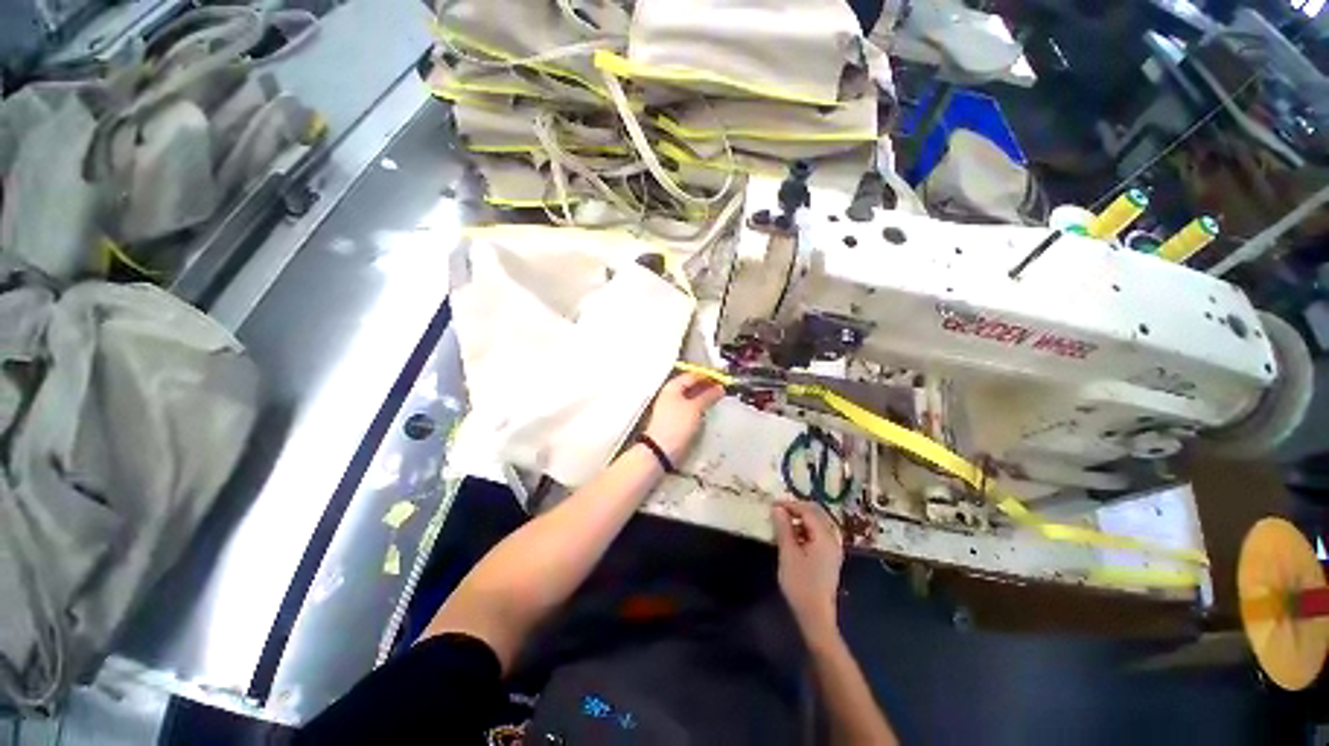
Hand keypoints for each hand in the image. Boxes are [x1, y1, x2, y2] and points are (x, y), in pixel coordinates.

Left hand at [643, 372, 724, 462]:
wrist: (662, 450)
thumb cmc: (677, 424)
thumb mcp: (695, 407)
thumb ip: (708, 396)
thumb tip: (719, 388)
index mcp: (673, 387)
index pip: (693, 375)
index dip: (708, 376)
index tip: (723, 379)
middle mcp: (671, 395)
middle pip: (692, 387)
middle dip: (707, 388)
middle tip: (723, 390)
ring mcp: (672, 408)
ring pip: (692, 399)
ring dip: (705, 399)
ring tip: (719, 401)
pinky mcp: (676, 421)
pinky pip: (690, 410)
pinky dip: (700, 409)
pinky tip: (710, 413)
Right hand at [772, 499, 843, 635]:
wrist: (815, 615)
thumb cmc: (800, 584)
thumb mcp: (788, 553)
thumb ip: (783, 528)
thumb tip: (777, 508)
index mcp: (825, 537)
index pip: (808, 510)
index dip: (790, 504)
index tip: (772, 505)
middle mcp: (833, 539)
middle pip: (816, 514)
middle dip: (796, 509)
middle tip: (777, 511)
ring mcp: (833, 549)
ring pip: (817, 524)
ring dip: (800, 519)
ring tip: (782, 523)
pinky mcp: (829, 557)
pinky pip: (818, 534)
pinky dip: (805, 529)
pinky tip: (792, 537)